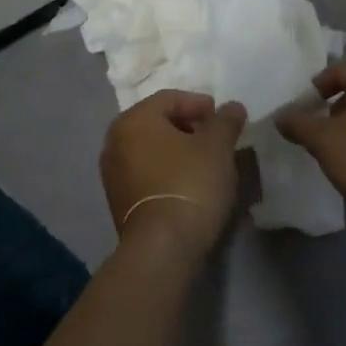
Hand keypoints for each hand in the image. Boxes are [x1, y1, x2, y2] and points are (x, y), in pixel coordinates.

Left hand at [100, 90, 247, 263]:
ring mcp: (112, 174)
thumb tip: (232, 107)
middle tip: (216, 139)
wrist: (163, 247)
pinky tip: (189, 184)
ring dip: (178, 150)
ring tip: (206, 163)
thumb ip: (225, 121)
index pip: (169, 98)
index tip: (222, 119)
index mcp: (133, 120)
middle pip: (157, 123)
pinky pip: (146, 173)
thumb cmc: (190, 183)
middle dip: (188, 127)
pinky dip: (167, 171)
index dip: (199, 103)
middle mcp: (115, 141)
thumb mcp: (217, 146)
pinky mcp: (118, 202)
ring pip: (151, 149)